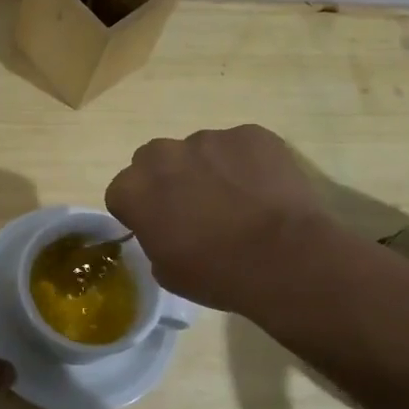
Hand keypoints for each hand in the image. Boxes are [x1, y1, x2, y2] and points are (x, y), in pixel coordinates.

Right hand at [105, 125, 337, 313]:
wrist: (287, 259)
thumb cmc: (218, 274)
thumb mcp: (167, 272)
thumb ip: (154, 239)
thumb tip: (167, 229)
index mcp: (134, 189)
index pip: (121, 192)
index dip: (139, 210)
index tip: (159, 227)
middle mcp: (163, 155)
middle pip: (154, 161)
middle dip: (168, 179)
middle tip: (195, 209)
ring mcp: (208, 139)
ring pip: (198, 151)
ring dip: (208, 170)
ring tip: (238, 200)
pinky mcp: (250, 134)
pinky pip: (239, 146)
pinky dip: (246, 163)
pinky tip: (264, 191)